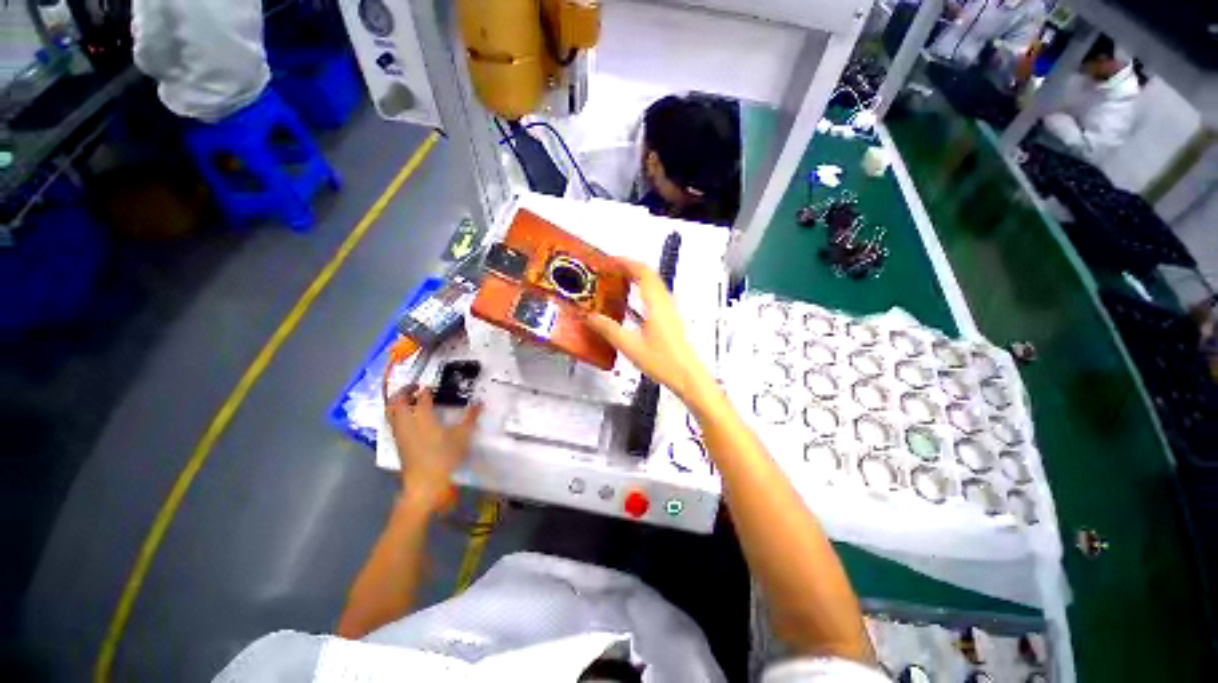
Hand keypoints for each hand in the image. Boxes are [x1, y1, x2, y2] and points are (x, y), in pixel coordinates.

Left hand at [383, 378, 482, 513]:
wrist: (425, 484)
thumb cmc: (444, 457)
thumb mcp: (463, 436)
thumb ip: (470, 418)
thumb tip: (479, 403)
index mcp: (422, 417)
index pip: (421, 398)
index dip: (425, 390)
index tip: (430, 386)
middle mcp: (407, 422)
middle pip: (397, 402)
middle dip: (404, 392)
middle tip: (414, 387)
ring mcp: (400, 434)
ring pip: (391, 412)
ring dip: (397, 403)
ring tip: (407, 400)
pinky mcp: (398, 444)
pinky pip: (393, 423)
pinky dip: (397, 415)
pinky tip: (408, 419)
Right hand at [585, 259, 715, 402]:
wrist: (688, 376)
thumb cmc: (664, 362)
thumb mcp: (630, 346)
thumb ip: (609, 330)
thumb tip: (592, 318)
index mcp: (656, 305)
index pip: (643, 273)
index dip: (627, 263)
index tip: (612, 260)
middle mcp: (666, 303)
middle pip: (651, 275)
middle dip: (632, 268)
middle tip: (614, 269)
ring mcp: (671, 311)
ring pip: (655, 285)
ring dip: (639, 279)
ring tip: (622, 281)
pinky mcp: (672, 320)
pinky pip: (657, 296)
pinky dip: (644, 291)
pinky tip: (635, 304)